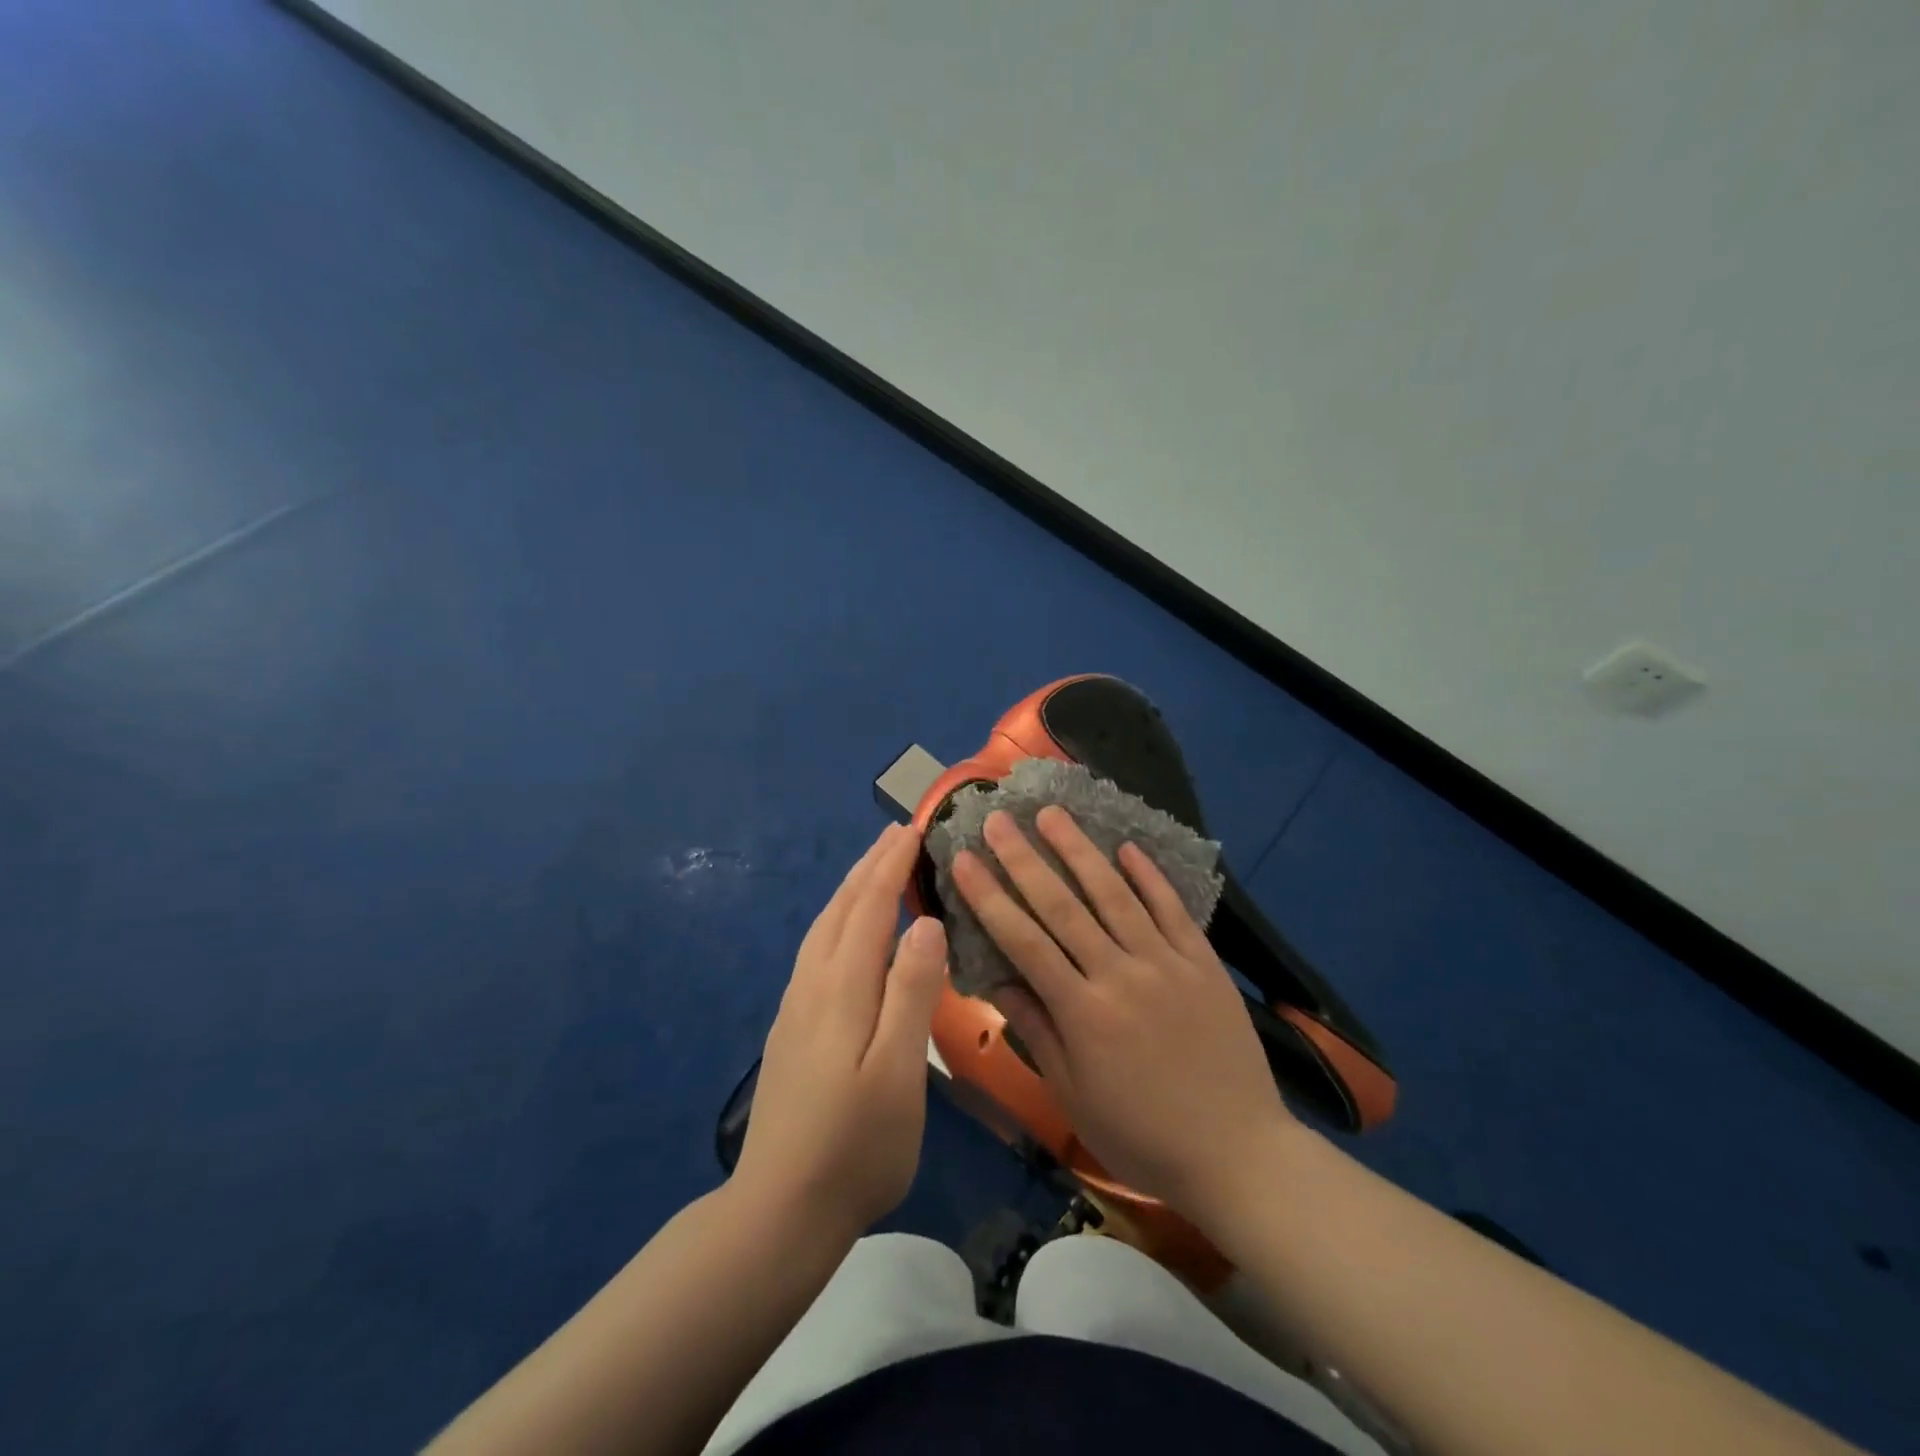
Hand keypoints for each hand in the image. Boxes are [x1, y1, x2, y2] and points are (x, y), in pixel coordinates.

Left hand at [733, 823, 948, 1242]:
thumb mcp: (898, 1071)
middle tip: (896, 833)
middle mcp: (813, 985)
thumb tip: (925, 923)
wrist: (779, 1211)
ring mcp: (796, 1007)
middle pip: (841, 909)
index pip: (869, 908)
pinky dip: (837, 920)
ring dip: (850, 889)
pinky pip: (816, 951)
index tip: (914, 828)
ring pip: (823, 928)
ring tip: (873, 868)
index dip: (891, 866)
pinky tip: (845, 934)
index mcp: (842, 988)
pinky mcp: (791, 1029)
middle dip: (869, 866)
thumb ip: (911, 993)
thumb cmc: (855, 1146)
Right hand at [951, 806, 1296, 1219]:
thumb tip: (997, 980)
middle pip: (1063, 905)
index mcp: (1083, 1012)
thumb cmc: (1142, 1133)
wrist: (1238, 1153)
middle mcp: (1120, 975)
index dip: (990, 896)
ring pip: (1114, 894)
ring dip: (1080, 850)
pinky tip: (1126, 846)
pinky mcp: (1203, 961)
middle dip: (1024, 858)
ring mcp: (1166, 963)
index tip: (964, 859)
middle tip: (998, 818)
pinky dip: (1148, 875)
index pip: (1024, 941)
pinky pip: (1171, 909)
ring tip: (1052, 814)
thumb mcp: (1074, 1095)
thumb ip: (1037, 1031)